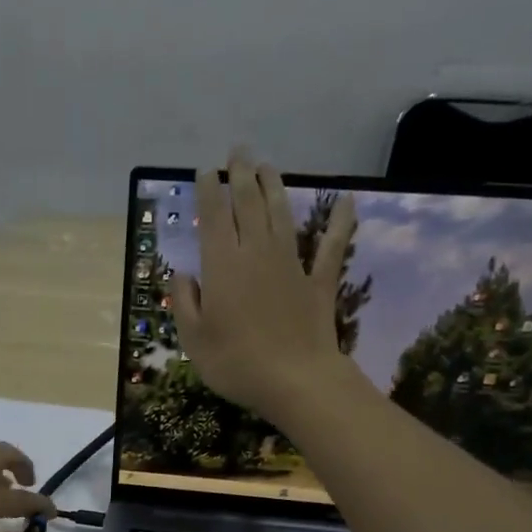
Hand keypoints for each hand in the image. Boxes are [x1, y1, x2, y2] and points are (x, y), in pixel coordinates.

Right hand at [170, 151, 358, 419]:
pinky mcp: (318, 283)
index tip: (207, 170)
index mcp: (223, 265)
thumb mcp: (193, 339)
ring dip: (275, 187)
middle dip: (242, 175)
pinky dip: (341, 224)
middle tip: (239, 151)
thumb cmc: (236, 363)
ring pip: (282, 216)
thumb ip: (184, 302)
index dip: (209, 190)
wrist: (295, 381)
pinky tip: (349, 202)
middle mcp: (256, 254)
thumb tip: (182, 274)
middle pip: (248, 205)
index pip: (213, 217)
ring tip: (268, 165)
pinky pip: (331, 247)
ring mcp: (291, 265)